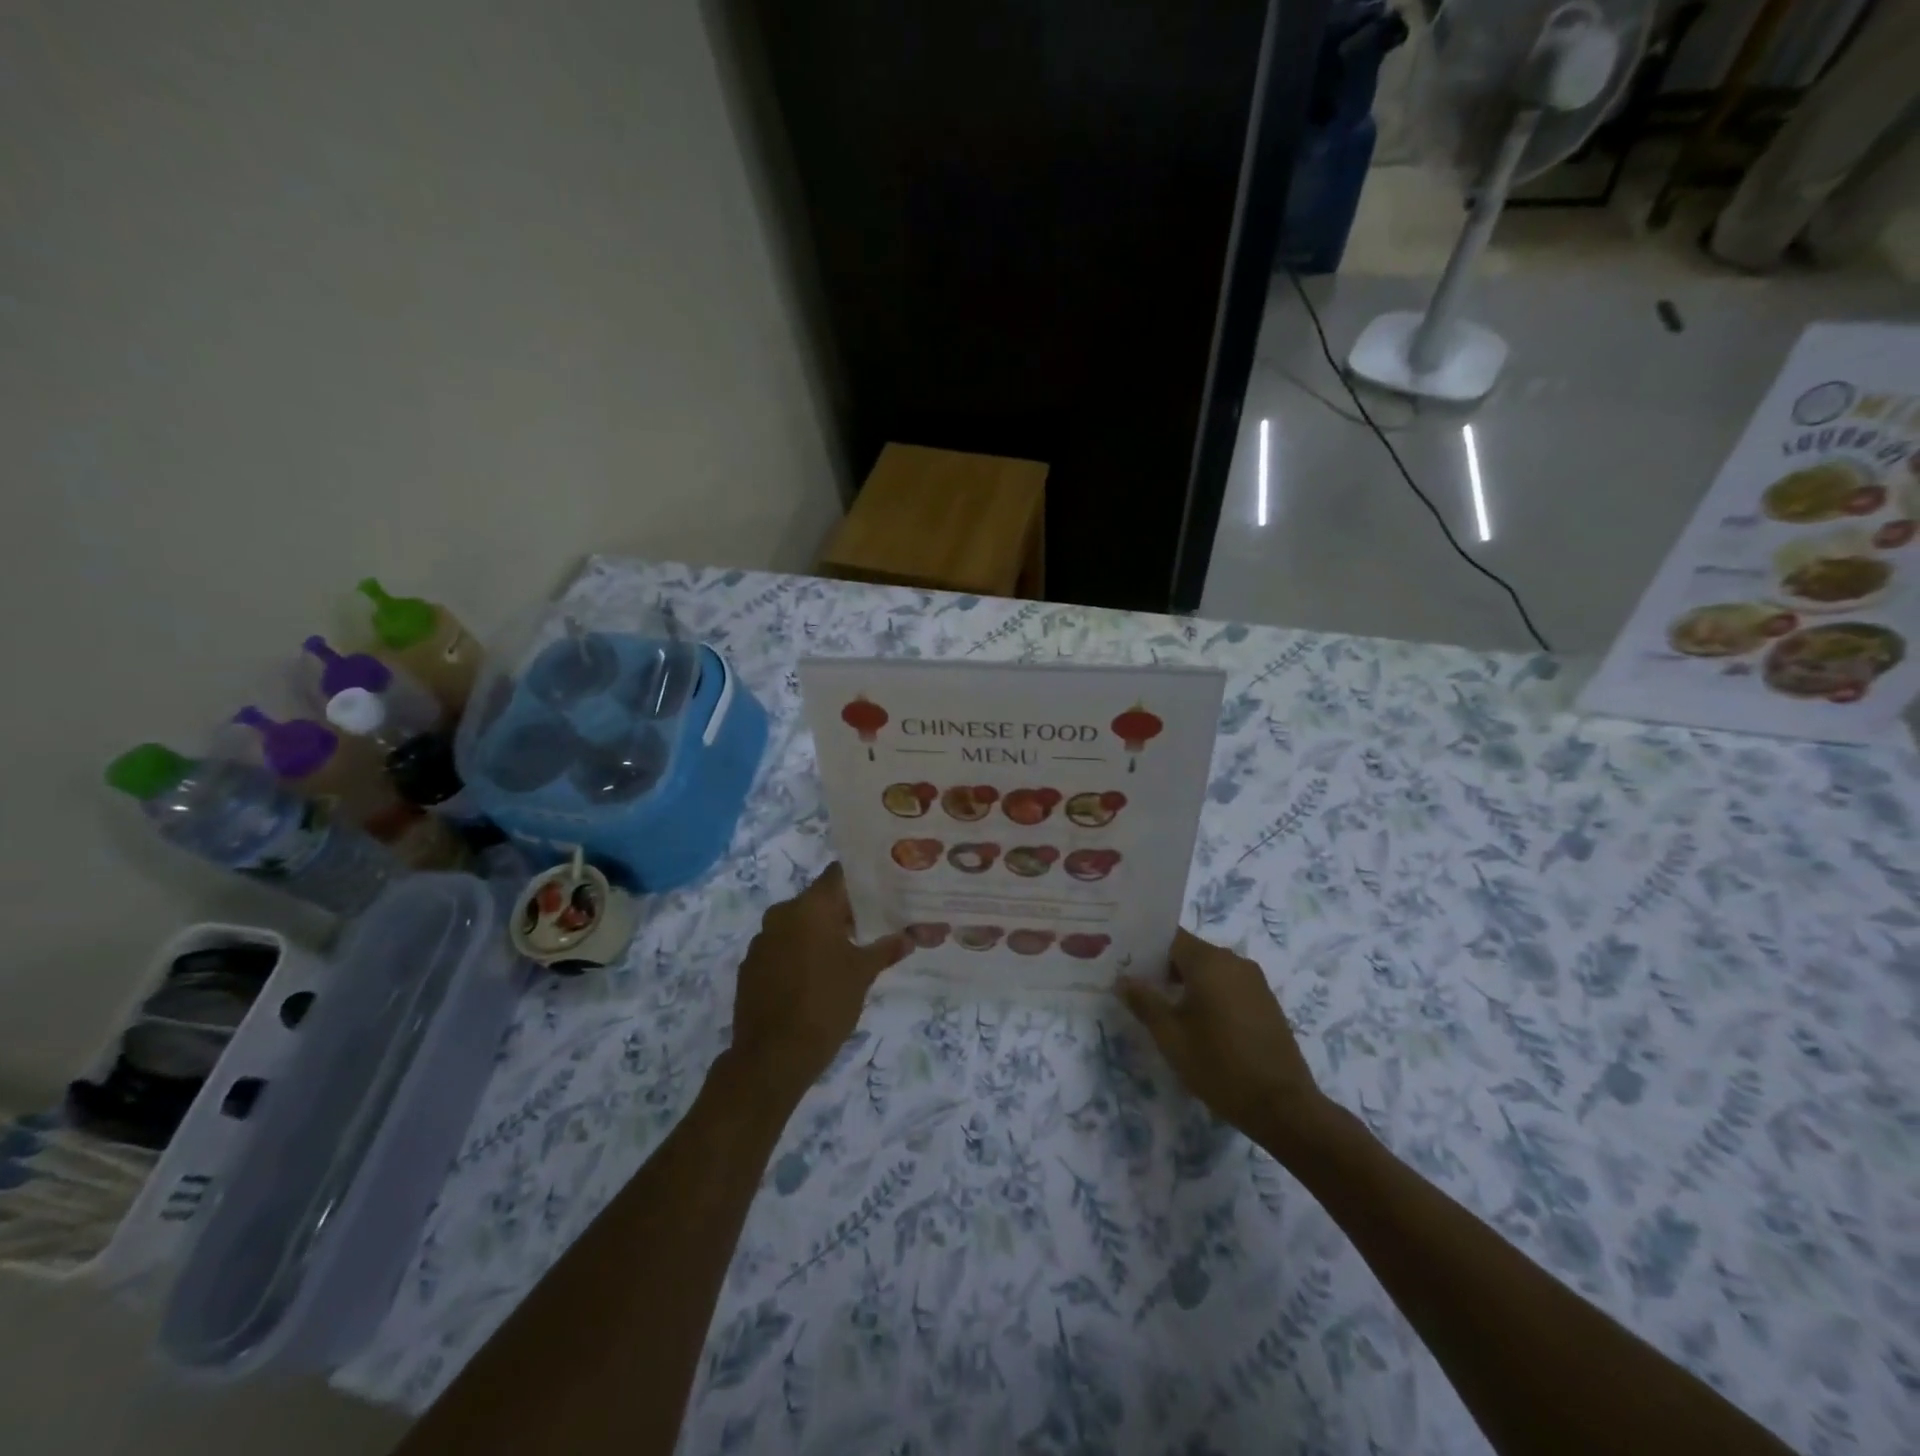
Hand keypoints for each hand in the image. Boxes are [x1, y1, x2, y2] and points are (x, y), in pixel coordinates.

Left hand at [726, 863, 906, 1104]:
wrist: (772, 1057)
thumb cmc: (825, 1004)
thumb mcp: (863, 974)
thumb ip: (886, 949)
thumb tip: (910, 937)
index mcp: (810, 907)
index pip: (838, 875)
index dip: (861, 879)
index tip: (882, 888)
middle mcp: (782, 914)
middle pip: (818, 899)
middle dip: (844, 911)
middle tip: (873, 924)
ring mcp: (762, 940)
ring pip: (799, 924)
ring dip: (820, 933)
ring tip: (848, 952)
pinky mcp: (750, 966)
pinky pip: (781, 947)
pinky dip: (800, 953)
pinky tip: (817, 975)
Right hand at [1117, 928, 1329, 1150]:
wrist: (1283, 1106)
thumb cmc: (1219, 1065)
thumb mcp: (1171, 1036)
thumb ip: (1144, 1002)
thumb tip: (1123, 979)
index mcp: (1209, 962)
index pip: (1169, 937)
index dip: (1145, 947)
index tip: (1124, 961)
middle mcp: (1234, 961)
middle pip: (1190, 952)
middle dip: (1162, 966)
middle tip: (1137, 986)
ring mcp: (1254, 981)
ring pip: (1210, 969)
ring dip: (1186, 981)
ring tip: (1163, 1005)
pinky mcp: (1265, 1002)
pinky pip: (1228, 984)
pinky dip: (1209, 993)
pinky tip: (1197, 1020)